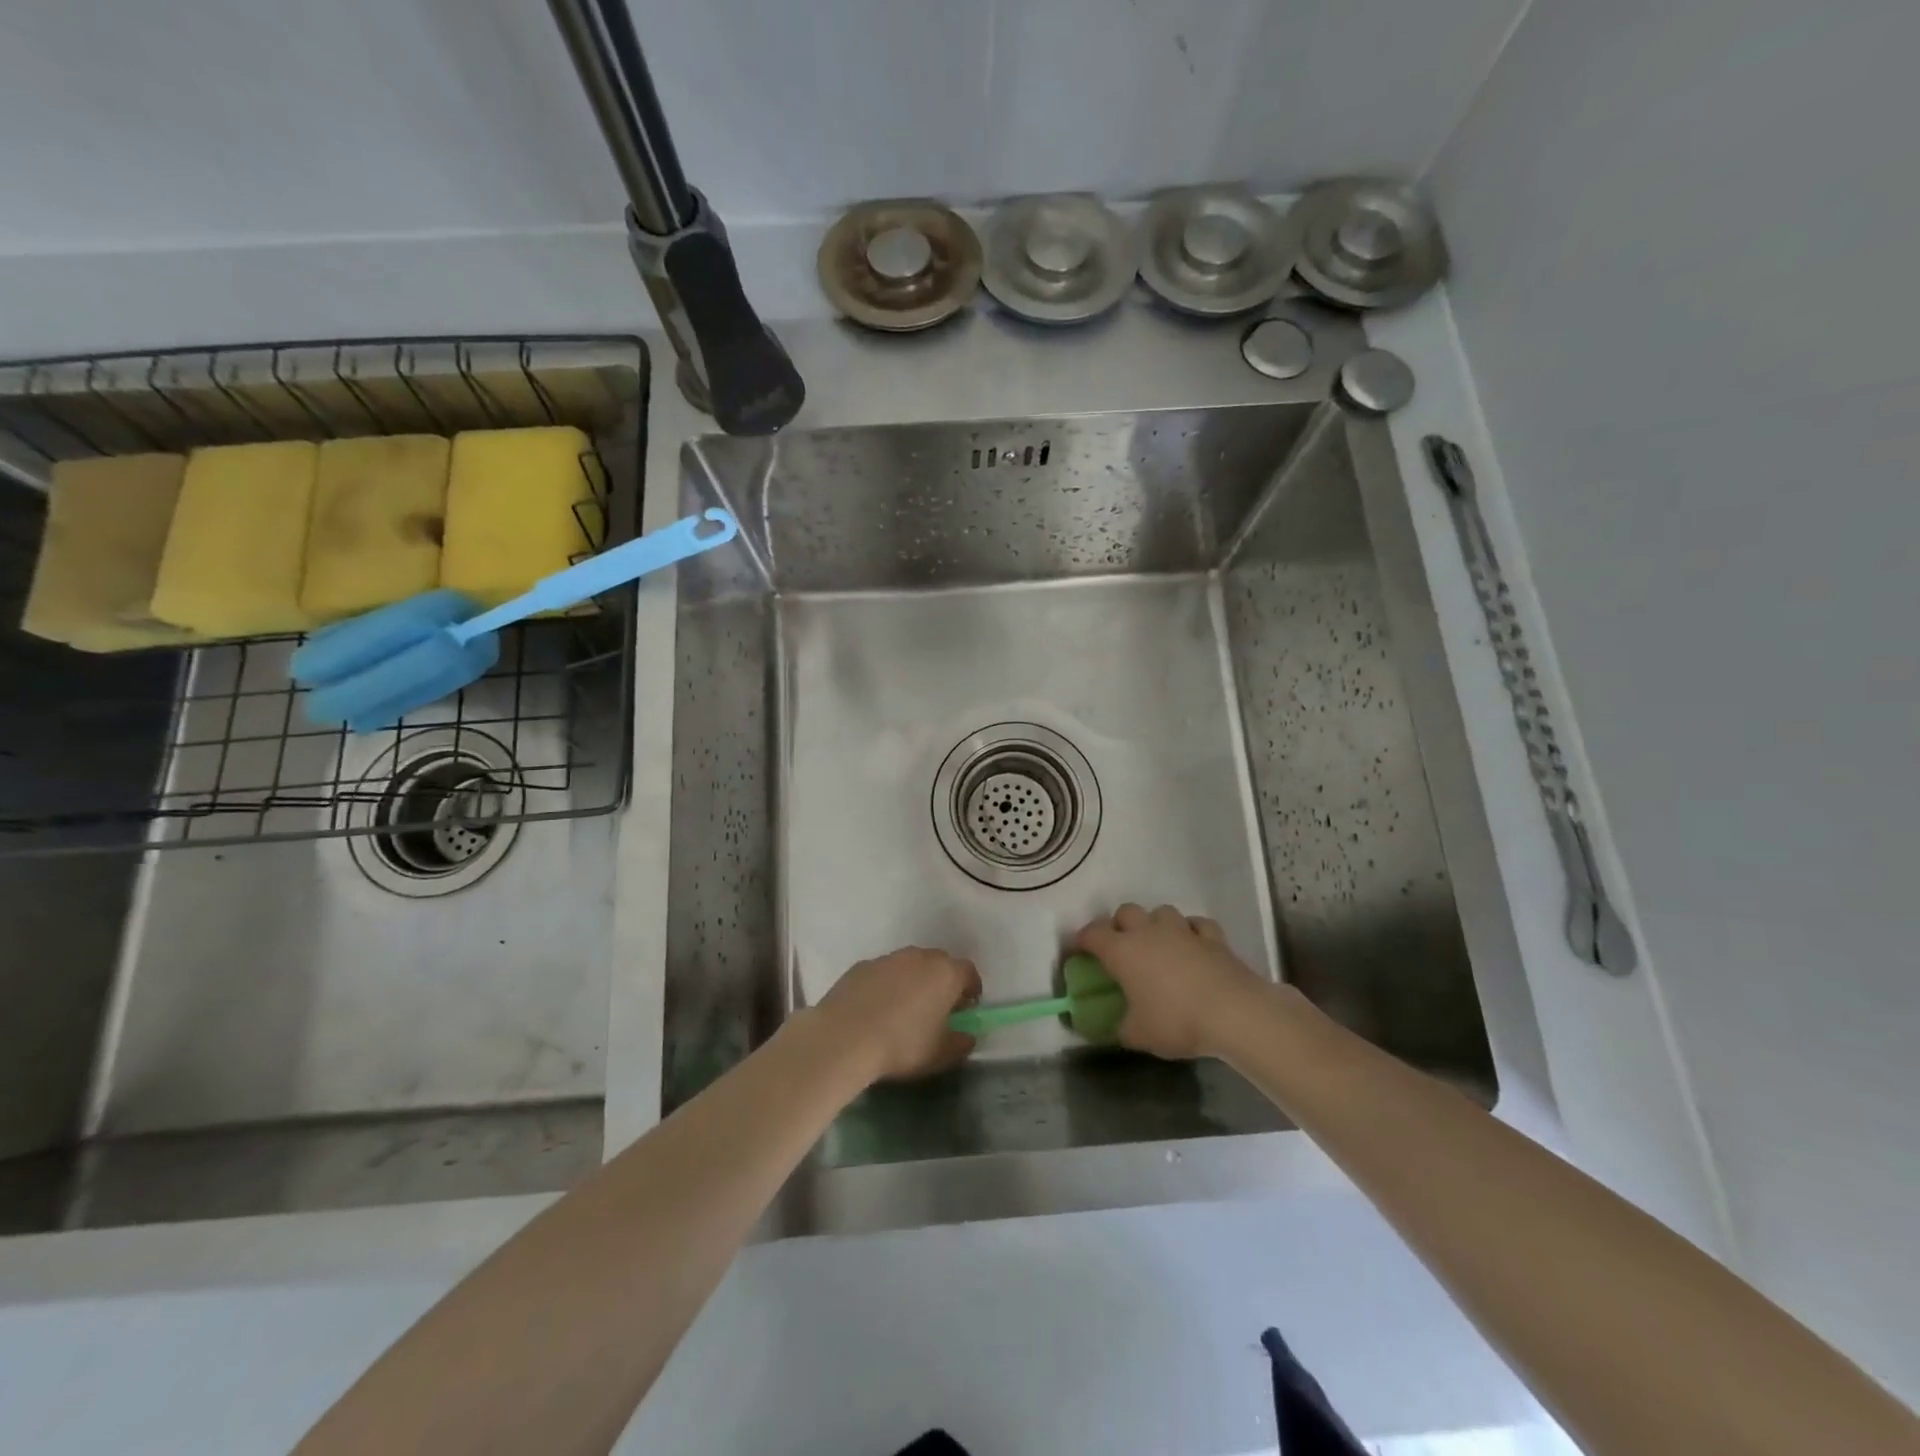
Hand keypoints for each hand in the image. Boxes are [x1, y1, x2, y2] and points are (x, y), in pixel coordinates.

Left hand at [812, 947, 982, 1082]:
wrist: (844, 1037)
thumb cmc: (902, 1045)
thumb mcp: (941, 1054)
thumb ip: (961, 1043)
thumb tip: (967, 1036)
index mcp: (945, 973)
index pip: (969, 972)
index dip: (971, 990)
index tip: (965, 1010)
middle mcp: (919, 957)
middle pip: (939, 964)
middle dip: (942, 983)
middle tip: (936, 1010)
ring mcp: (888, 958)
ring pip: (909, 966)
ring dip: (912, 982)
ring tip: (903, 1011)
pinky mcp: (861, 966)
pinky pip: (883, 973)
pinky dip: (886, 986)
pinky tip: (876, 1011)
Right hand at [1076, 903, 1268, 1059]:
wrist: (1233, 1013)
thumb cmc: (1176, 1021)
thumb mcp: (1138, 1035)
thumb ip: (1119, 1028)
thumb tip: (1114, 1026)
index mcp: (1122, 951)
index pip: (1093, 934)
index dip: (1083, 940)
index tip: (1080, 951)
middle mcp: (1148, 932)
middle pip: (1126, 912)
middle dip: (1119, 925)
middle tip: (1122, 948)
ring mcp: (1182, 930)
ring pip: (1161, 912)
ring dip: (1156, 924)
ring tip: (1159, 945)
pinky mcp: (1213, 937)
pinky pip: (1197, 925)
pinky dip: (1192, 932)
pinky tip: (1193, 946)